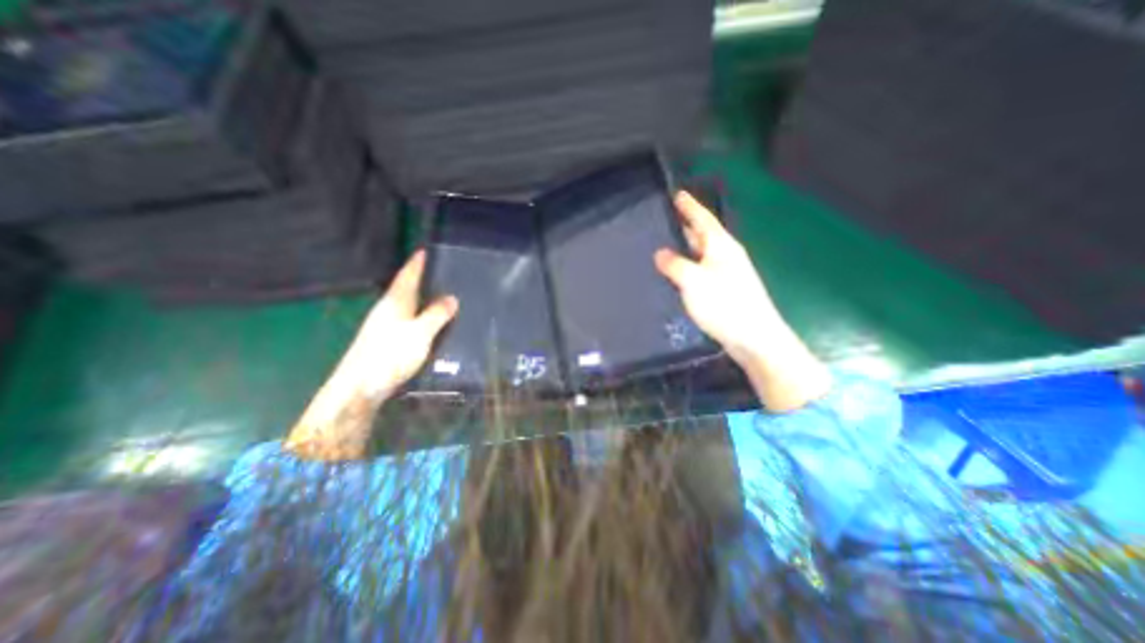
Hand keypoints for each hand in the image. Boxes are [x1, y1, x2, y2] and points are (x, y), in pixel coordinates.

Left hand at [340, 249, 460, 399]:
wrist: (359, 388)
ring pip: (404, 304)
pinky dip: (417, 313)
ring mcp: (383, 326)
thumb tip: (452, 297)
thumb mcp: (420, 334)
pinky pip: (405, 318)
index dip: (416, 264)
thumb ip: (436, 315)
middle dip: (418, 278)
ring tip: (435, 293)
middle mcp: (387, 310)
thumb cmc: (390, 356)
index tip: (423, 250)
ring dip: (418, 296)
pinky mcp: (384, 341)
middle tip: (437, 271)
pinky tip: (425, 320)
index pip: (407, 277)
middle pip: (404, 288)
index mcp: (395, 303)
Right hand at [659, 190, 783, 362]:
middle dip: (686, 225)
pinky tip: (677, 274)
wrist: (753, 338)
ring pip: (701, 253)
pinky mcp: (724, 291)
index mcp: (721, 246)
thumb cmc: (725, 305)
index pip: (703, 219)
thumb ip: (674, 265)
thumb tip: (660, 253)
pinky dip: (688, 266)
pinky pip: (701, 270)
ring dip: (686, 247)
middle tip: (665, 219)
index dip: (689, 206)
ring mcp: (726, 274)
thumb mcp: (693, 281)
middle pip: (703, 234)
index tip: (677, 194)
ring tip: (665, 244)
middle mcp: (725, 255)